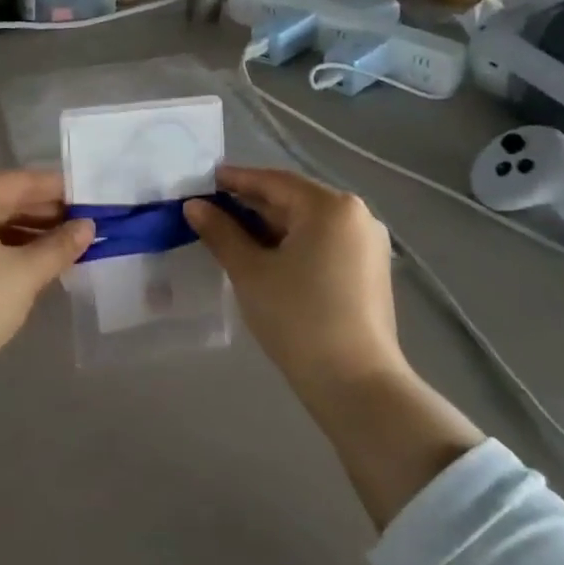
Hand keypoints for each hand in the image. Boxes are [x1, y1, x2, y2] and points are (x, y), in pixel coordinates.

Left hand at [0, 170, 93, 387]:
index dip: (60, 189)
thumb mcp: (25, 273)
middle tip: (88, 227)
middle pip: (7, 200)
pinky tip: (37, 267)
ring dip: (31, 234)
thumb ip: (59, 245)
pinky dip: (11, 251)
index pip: (22, 180)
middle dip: (48, 213)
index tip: (94, 200)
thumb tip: (88, 226)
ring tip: (69, 249)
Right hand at [184, 167, 403, 399]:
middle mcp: (356, 216)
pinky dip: (291, 244)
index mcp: (331, 206)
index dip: (235, 180)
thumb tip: (194, 206)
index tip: (203, 181)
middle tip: (210, 211)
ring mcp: (367, 244)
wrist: (355, 384)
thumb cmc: (298, 317)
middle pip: (293, 200)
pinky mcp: (369, 271)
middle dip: (251, 205)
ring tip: (230, 235)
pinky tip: (264, 257)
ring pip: (307, 223)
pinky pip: (322, 243)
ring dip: (269, 226)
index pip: (274, 181)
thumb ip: (220, 232)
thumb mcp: (250, 271)